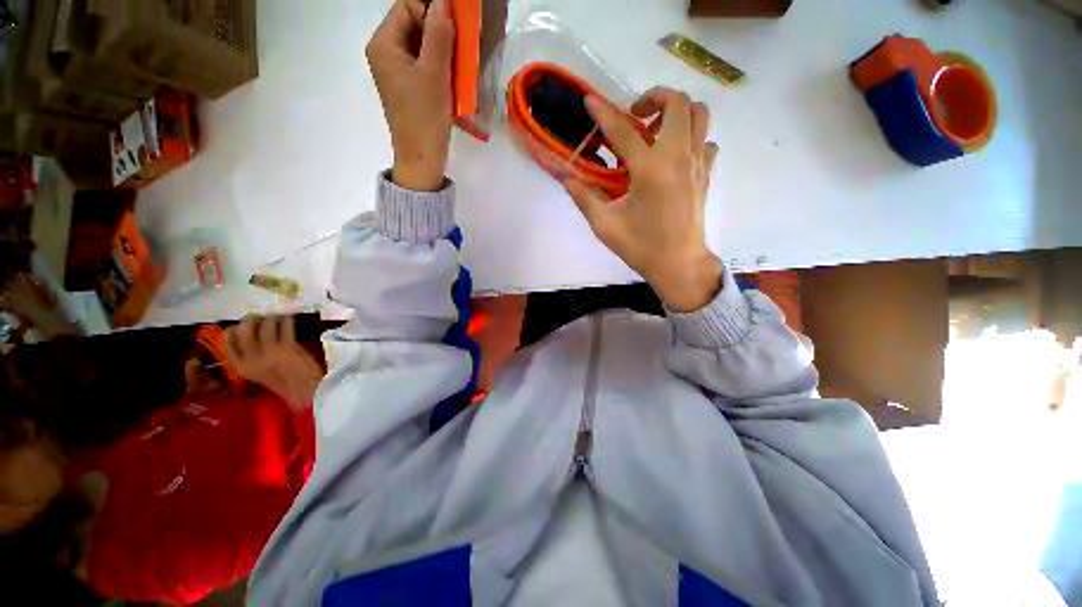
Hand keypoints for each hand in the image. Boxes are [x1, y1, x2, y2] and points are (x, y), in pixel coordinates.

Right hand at [225, 316, 323, 411]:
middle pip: (243, 329)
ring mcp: (269, 352)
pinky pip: (285, 326)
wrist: (307, 392)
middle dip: (252, 319)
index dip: (234, 329)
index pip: (227, 342)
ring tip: (279, 318)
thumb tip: (252, 335)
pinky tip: (291, 319)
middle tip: (262, 317)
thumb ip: (253, 358)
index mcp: (240, 368)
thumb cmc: (286, 384)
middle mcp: (250, 359)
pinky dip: (288, 320)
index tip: (242, 325)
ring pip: (265, 324)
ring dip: (273, 318)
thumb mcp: (260, 374)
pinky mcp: (287, 347)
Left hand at [367, 0, 455, 191]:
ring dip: (443, 48)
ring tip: (462, 60)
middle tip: (463, 42)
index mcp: (383, 45)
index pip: (407, 7)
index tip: (458, 23)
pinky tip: (455, 74)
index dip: (432, 9)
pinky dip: (441, 64)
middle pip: (414, 24)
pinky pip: (425, 64)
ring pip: (422, 45)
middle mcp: (386, 53)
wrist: (422, 159)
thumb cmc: (424, 118)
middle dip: (440, 29)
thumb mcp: (433, 74)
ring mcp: (398, 71)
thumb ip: (438, 34)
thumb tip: (444, 1)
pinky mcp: (410, 87)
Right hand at [565, 88, 721, 311]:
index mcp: (650, 170)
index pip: (623, 130)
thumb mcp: (605, 226)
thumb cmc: (641, 247)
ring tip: (656, 130)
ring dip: (676, 111)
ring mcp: (697, 163)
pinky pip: (706, 140)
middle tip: (634, 115)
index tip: (590, 100)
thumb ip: (584, 198)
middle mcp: (678, 156)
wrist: (679, 264)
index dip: (603, 112)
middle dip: (653, 97)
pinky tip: (674, 155)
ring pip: (699, 114)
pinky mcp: (706, 173)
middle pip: (676, 102)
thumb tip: (567, 178)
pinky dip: (691, 137)